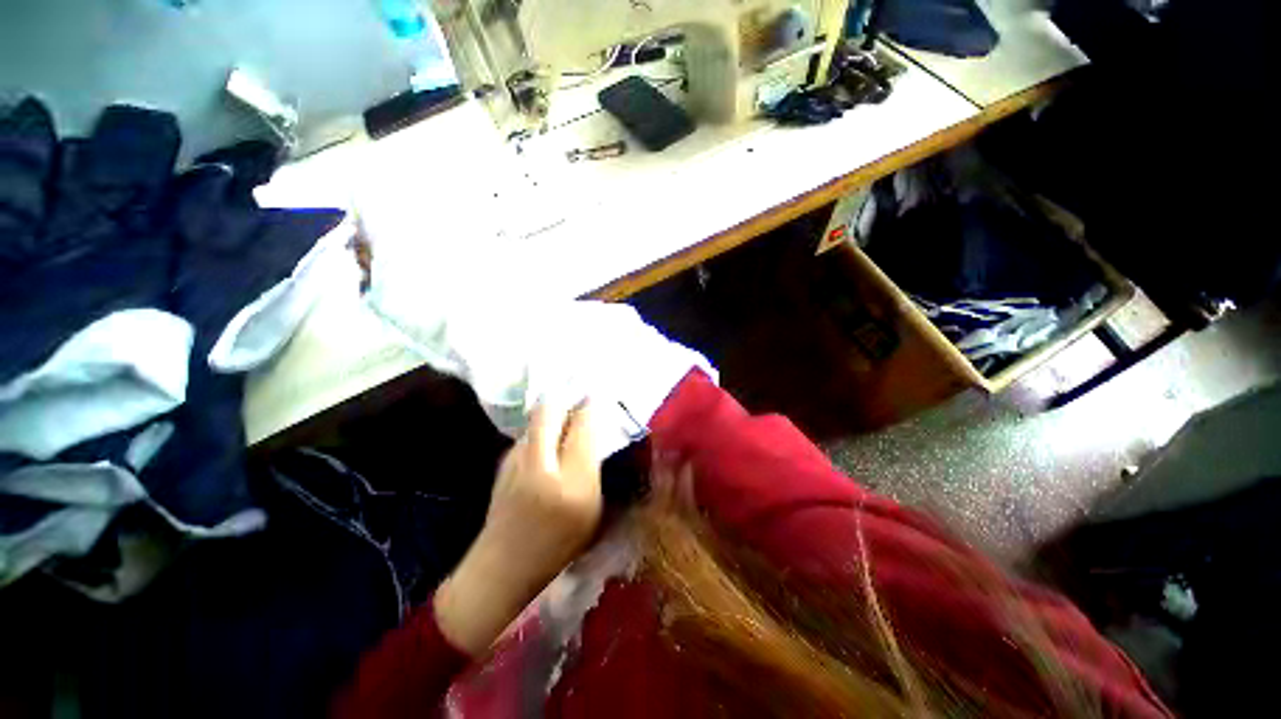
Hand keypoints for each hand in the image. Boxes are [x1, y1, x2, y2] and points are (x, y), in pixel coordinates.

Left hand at [434, 401, 602, 656]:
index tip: (599, 398)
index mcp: (572, 482)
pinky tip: (549, 444)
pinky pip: (528, 433)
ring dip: (553, 413)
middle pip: (550, 409)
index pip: (584, 426)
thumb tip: (592, 433)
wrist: (503, 567)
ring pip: (537, 418)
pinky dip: (541, 430)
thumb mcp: (592, 511)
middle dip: (567, 398)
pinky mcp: (503, 461)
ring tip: (566, 421)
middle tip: (580, 402)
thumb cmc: (559, 546)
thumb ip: (593, 468)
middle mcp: (541, 464)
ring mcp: (516, 460)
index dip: (592, 406)